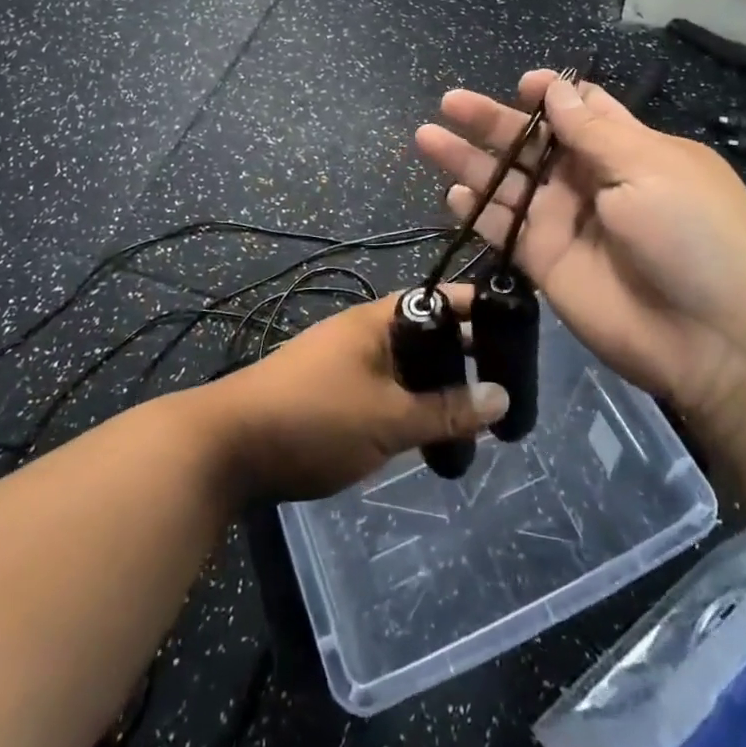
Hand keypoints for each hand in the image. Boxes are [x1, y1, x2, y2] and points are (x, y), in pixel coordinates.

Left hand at [194, 293, 508, 502]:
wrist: (228, 447)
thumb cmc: (313, 418)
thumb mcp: (388, 418)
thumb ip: (446, 410)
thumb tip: (503, 398)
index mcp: (377, 320)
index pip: (440, 299)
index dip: (477, 310)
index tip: (517, 328)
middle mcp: (363, 331)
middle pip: (426, 333)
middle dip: (463, 355)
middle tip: (505, 384)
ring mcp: (345, 361)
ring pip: (407, 365)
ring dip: (438, 384)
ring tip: (476, 414)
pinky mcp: (333, 391)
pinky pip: (386, 387)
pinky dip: (412, 402)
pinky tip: (429, 431)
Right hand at [416, 71, 745, 452]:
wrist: (718, 340)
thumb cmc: (695, 236)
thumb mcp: (650, 168)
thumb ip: (593, 131)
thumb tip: (556, 87)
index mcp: (627, 150)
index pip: (581, 111)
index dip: (549, 95)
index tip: (521, 84)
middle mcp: (590, 181)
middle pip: (530, 143)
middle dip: (491, 121)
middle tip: (449, 103)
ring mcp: (564, 223)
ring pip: (506, 182)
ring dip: (469, 161)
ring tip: (428, 137)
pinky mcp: (545, 263)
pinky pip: (503, 228)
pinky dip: (476, 210)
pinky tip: (451, 192)